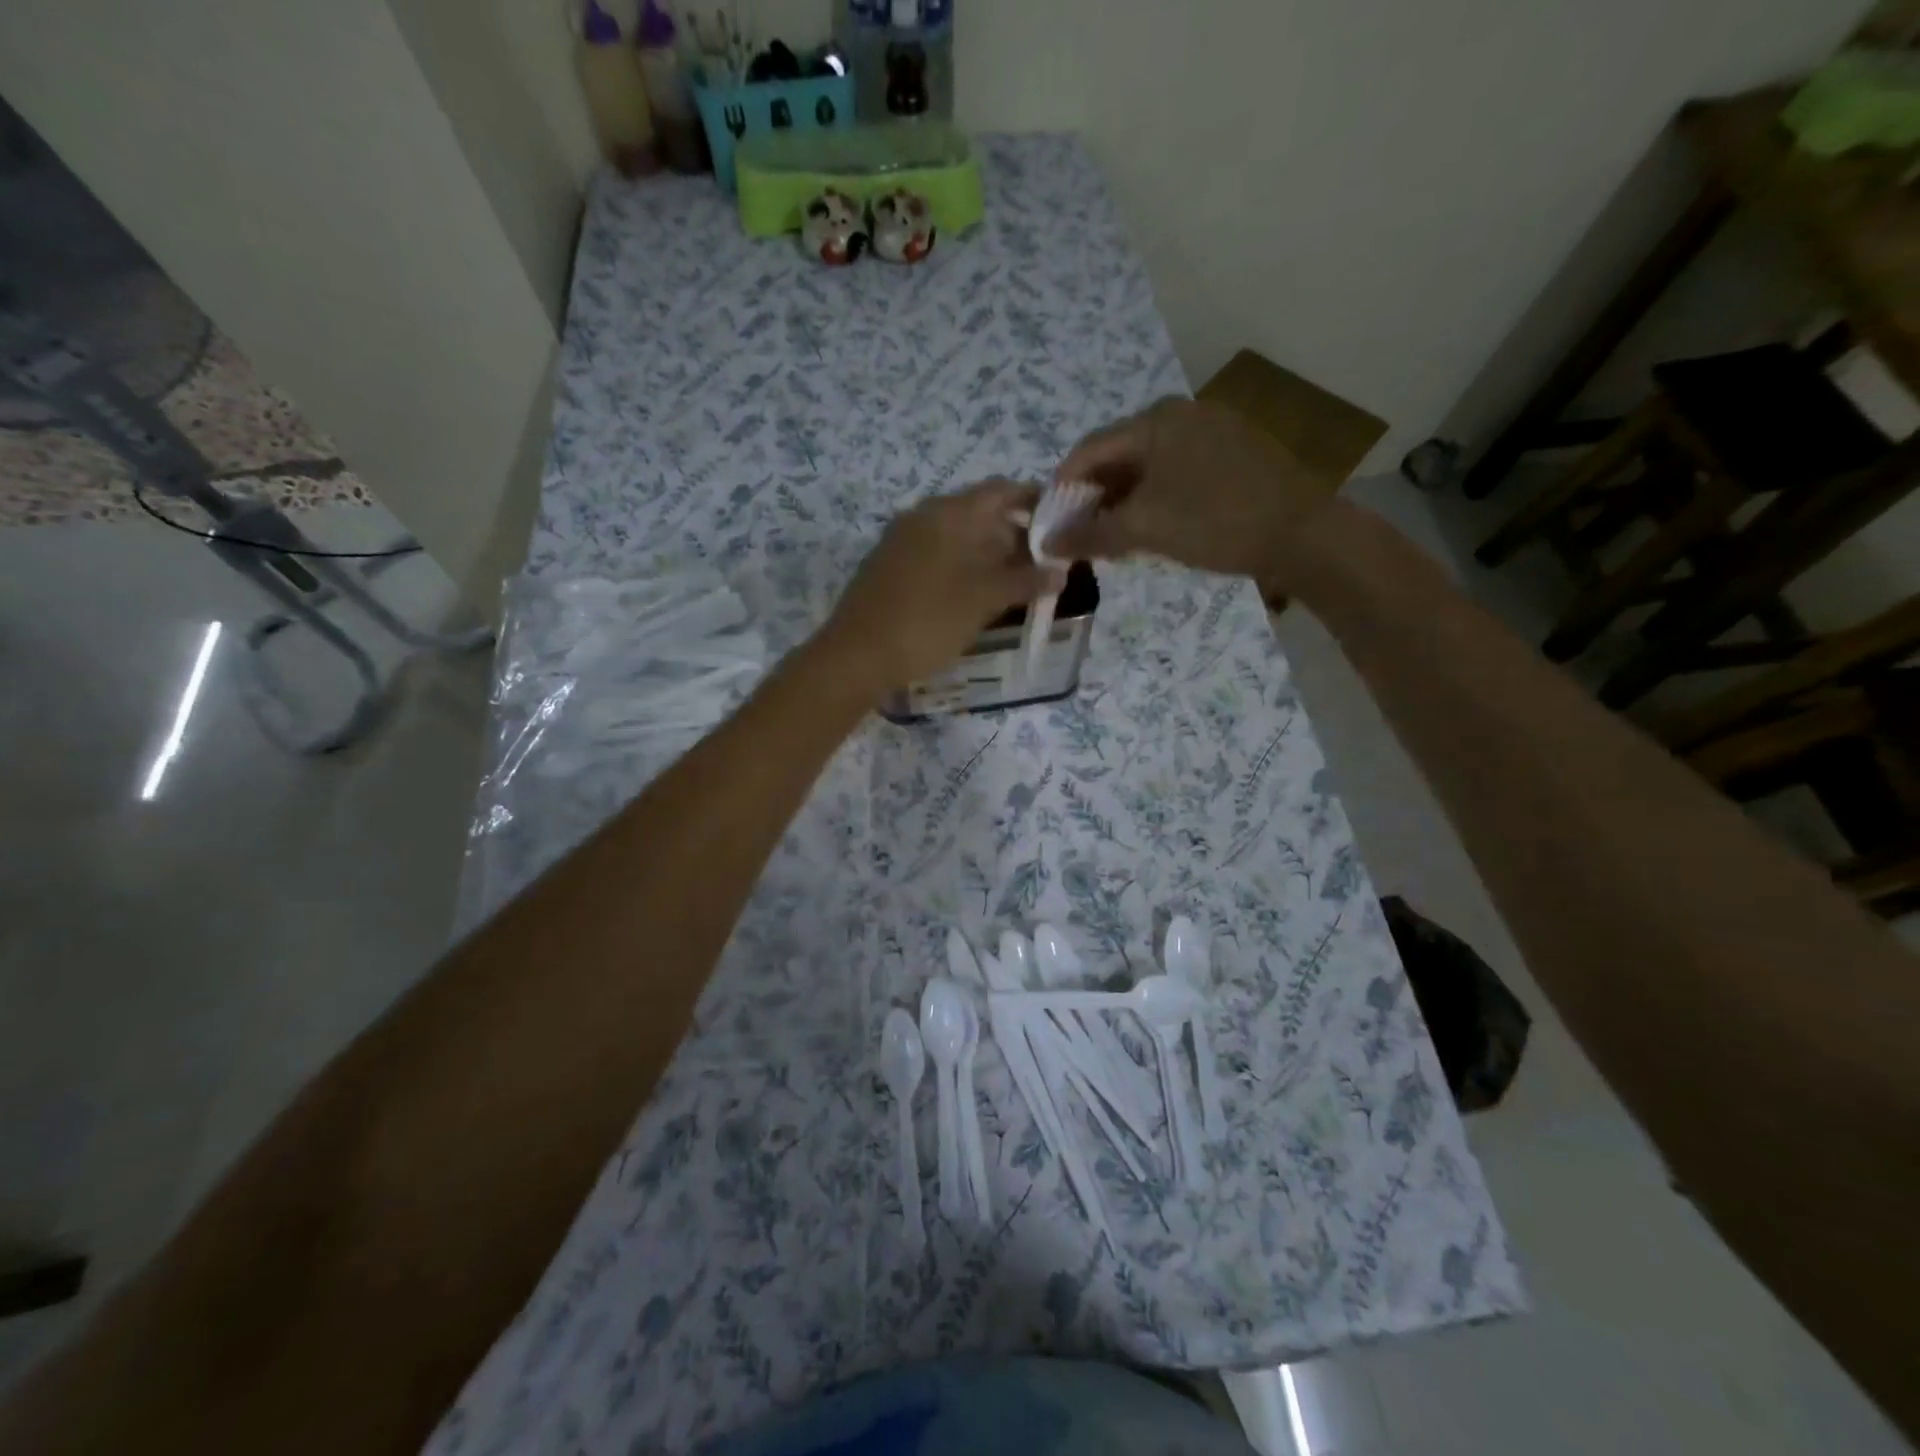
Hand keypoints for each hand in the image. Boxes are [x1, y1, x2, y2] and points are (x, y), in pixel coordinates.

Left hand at [818, 479, 1057, 692]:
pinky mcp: (890, 567)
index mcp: (948, 513)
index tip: (1061, 524)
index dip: (1034, 502)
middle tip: (1044, 566)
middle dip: (1014, 537)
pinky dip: (963, 568)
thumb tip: (1060, 572)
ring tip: (1016, 586)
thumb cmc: (927, 621)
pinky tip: (977, 597)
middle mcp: (923, 516)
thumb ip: (1024, 582)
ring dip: (989, 556)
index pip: (1001, 491)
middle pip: (980, 514)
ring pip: (958, 538)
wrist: (856, 656)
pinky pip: (938, 556)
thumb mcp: (983, 600)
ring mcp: (902, 541)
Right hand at [1047, 398, 1336, 588]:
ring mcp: (1211, 430)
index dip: (1062, 489)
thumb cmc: (1215, 522)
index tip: (1051, 526)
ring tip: (1116, 537)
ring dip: (1124, 500)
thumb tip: (1046, 543)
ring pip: (1148, 465)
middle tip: (1084, 536)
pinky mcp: (1233, 451)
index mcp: (1155, 421)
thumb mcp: (1146, 528)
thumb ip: (1091, 534)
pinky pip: (1176, 471)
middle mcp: (1180, 414)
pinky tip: (1156, 525)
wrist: (1303, 533)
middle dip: (1094, 497)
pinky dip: (1155, 496)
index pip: (1087, 450)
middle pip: (1118, 455)